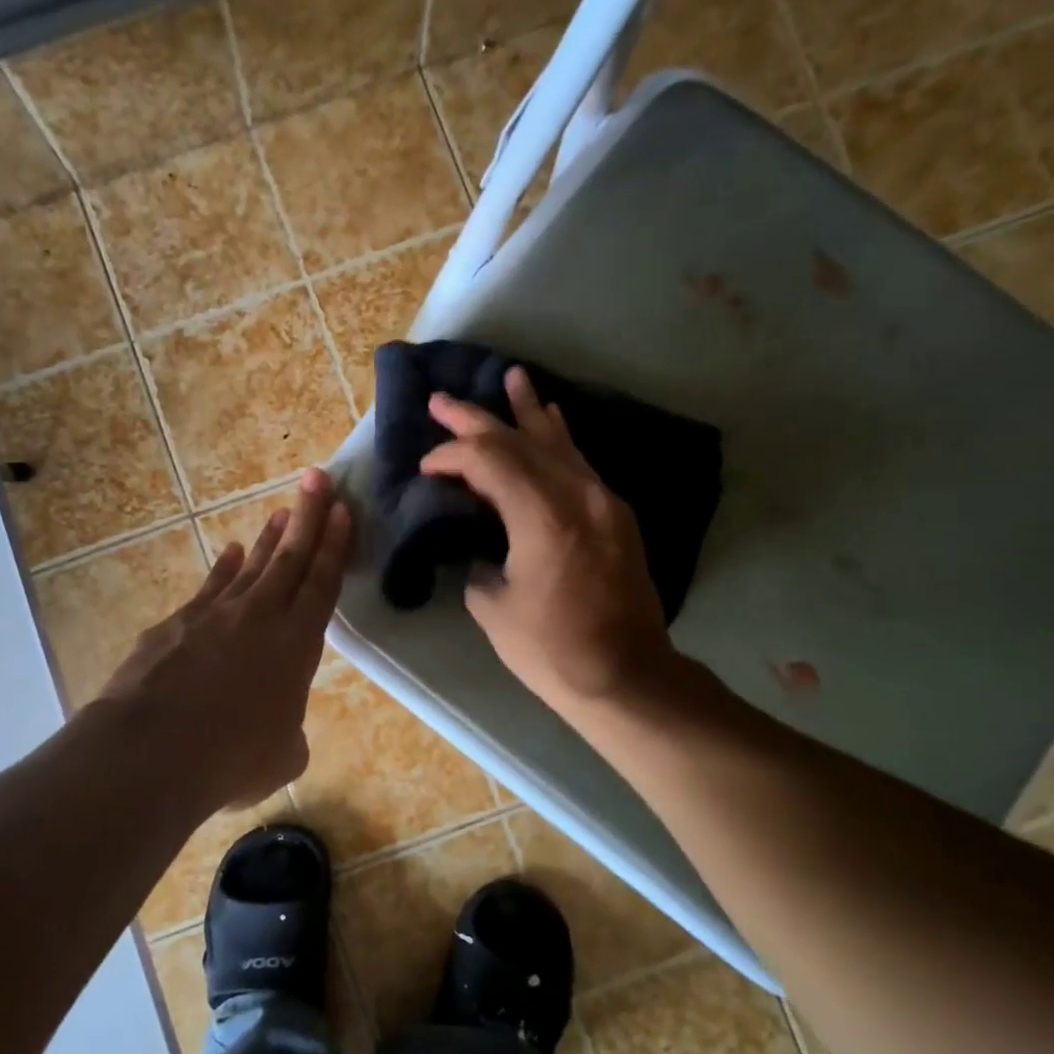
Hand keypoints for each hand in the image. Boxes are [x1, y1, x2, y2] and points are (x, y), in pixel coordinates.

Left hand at [96, 468, 351, 815]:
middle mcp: (258, 617)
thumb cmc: (233, 756)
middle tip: (318, 478)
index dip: (334, 545)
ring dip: (268, 539)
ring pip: (250, 567)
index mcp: (296, 644)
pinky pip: (209, 588)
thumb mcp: (281, 755)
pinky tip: (229, 553)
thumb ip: (287, 734)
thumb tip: (277, 732)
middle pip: (290, 558)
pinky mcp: (175, 624)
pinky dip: (223, 569)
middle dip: (307, 516)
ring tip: (281, 513)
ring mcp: (213, 615)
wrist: (153, 750)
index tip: (341, 508)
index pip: (322, 583)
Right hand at [419, 367, 679, 716]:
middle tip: (442, 400)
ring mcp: (603, 501)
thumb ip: (481, 562)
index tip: (426, 467)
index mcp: (542, 517)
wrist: (626, 676)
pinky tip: (552, 419)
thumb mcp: (494, 607)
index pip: (489, 461)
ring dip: (528, 411)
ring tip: (512, 377)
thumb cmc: (552, 649)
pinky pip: (580, 463)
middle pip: (521, 441)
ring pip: (558, 442)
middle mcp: (577, 495)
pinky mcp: (615, 515)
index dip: (451, 455)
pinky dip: (559, 438)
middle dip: (477, 419)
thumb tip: (482, 546)